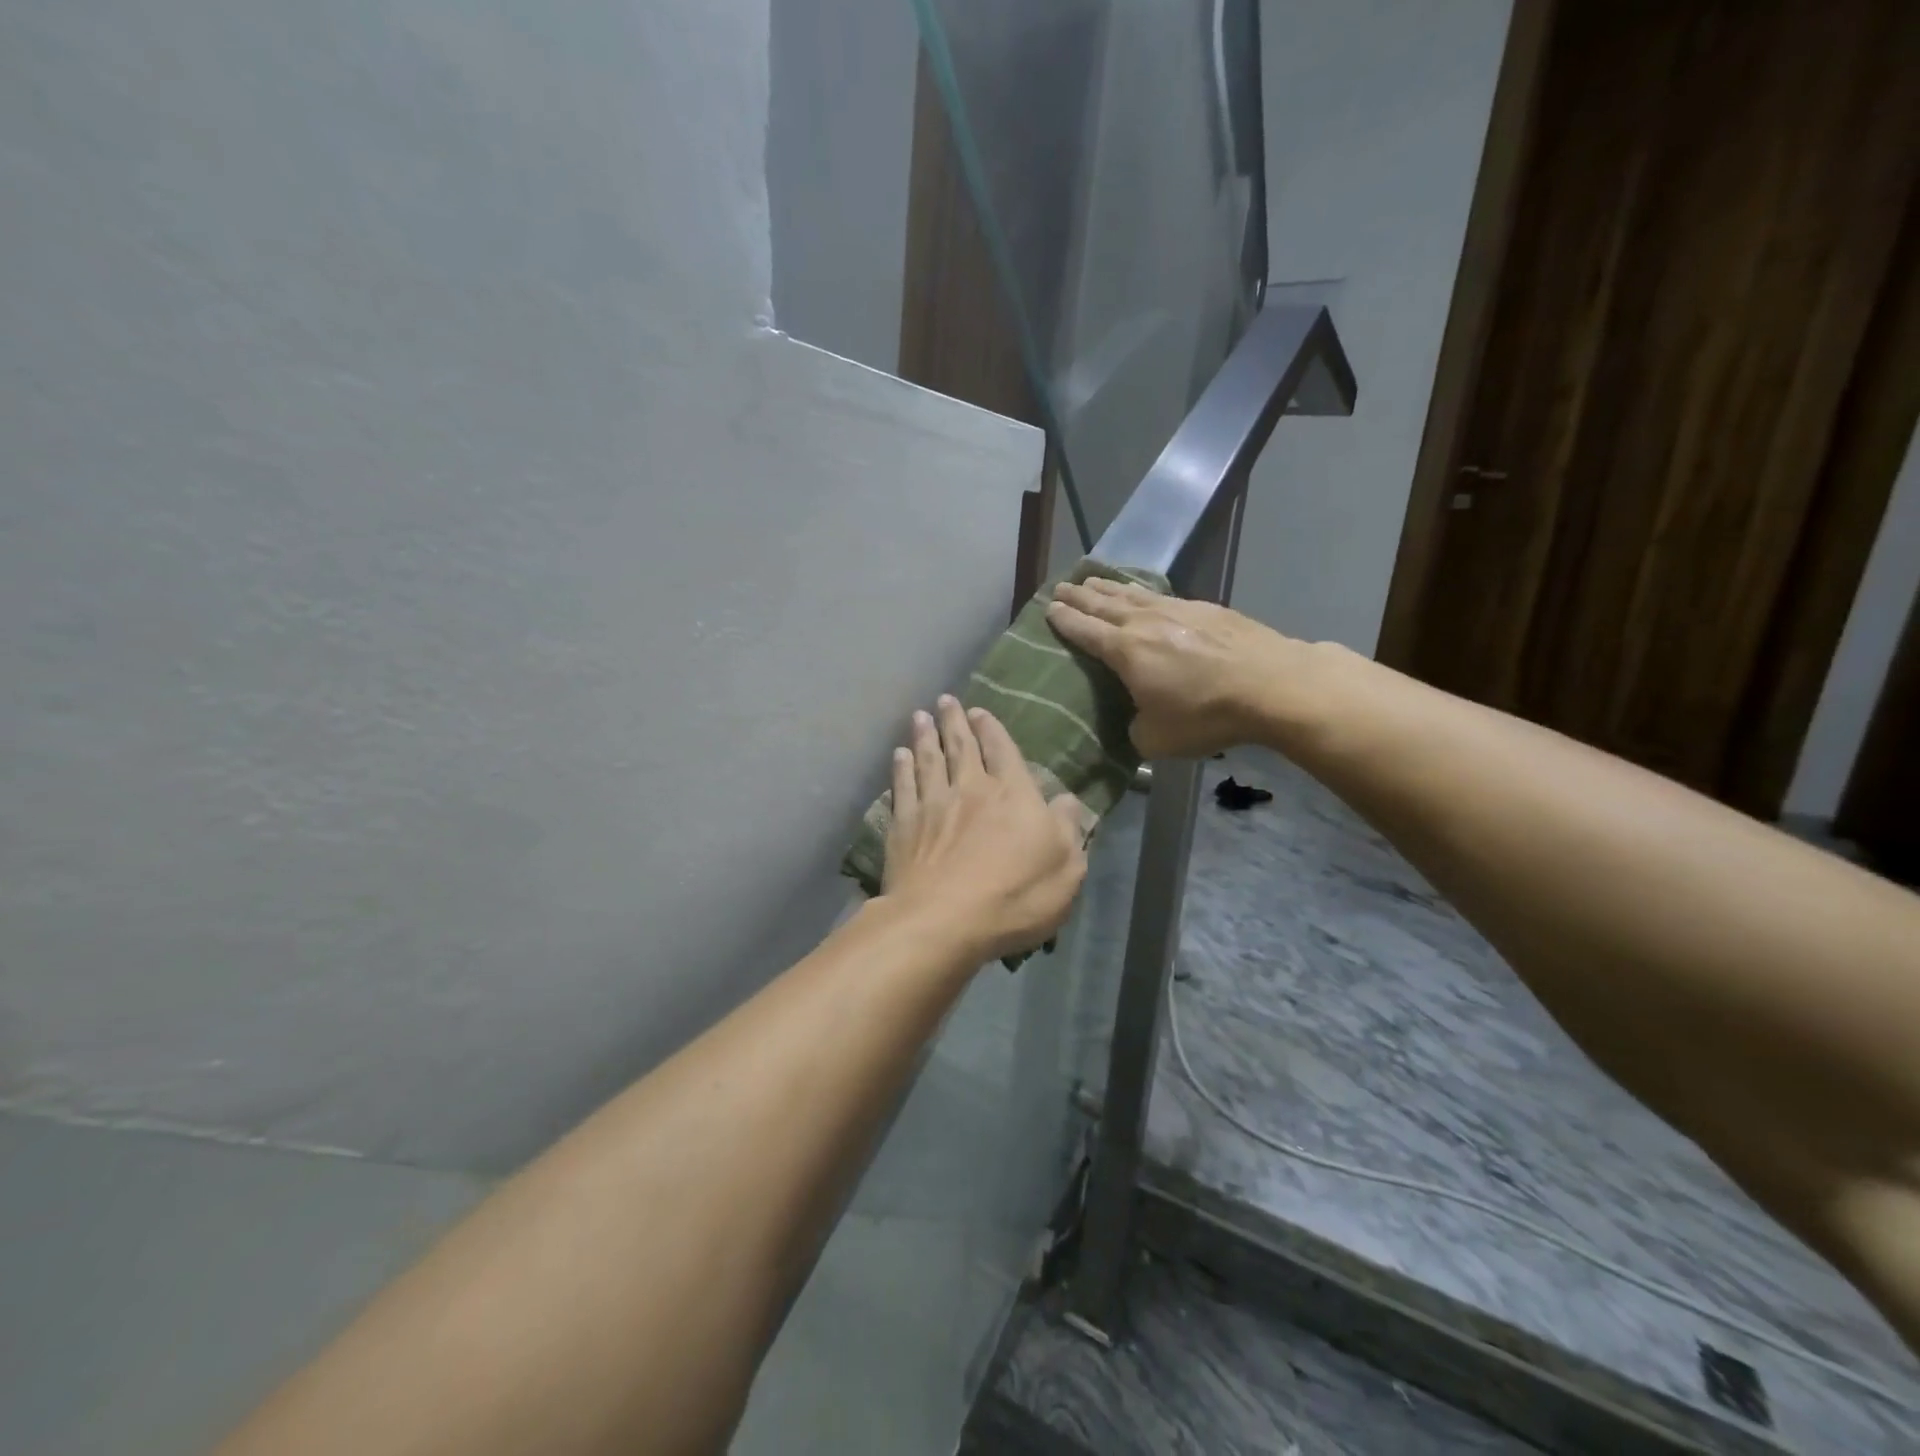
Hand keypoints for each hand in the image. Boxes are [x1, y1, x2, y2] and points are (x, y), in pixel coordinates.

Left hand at [883, 696, 1090, 961]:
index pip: (1003, 751)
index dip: (992, 729)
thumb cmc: (1015, 897)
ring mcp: (933, 805)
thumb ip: (1068, 829)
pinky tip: (899, 755)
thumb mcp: (1066, 868)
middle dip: (954, 721)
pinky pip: (902, 786)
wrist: (944, 920)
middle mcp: (971, 789)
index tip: (980, 712)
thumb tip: (1067, 800)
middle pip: (961, 747)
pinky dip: (901, 768)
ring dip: (924, 735)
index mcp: (1013, 794)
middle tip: (945, 700)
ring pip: (928, 760)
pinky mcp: (904, 826)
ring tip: (920, 716)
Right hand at [1046, 578, 1291, 758]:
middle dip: (1080, 596)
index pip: (1085, 631)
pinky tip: (1145, 594)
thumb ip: (1135, 727)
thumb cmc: (1206, 715)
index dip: (1065, 620)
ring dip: (1109, 588)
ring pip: (1133, 594)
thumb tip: (1137, 719)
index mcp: (1125, 651)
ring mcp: (1177, 610)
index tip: (1050, 609)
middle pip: (1104, 604)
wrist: (1271, 684)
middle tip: (1061, 587)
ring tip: (1093, 580)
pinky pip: (1162, 595)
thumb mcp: (1157, 738)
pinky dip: (1144, 592)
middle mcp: (1145, 623)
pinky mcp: (1206, 609)